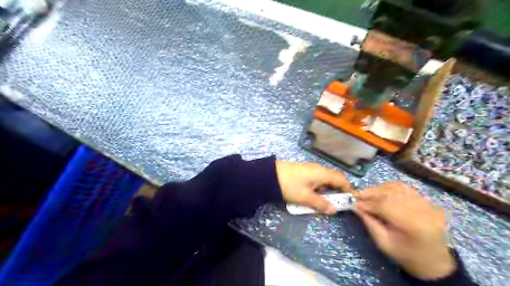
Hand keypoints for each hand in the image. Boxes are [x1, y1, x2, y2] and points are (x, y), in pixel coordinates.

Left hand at [275, 160, 354, 214]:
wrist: (269, 175)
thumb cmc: (290, 186)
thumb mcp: (305, 197)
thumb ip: (321, 204)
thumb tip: (334, 210)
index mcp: (323, 173)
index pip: (342, 180)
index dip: (348, 190)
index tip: (350, 201)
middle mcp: (319, 169)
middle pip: (334, 179)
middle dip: (337, 192)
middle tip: (335, 204)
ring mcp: (310, 169)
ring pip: (324, 180)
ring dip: (326, 191)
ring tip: (322, 202)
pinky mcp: (303, 172)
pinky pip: (316, 180)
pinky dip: (318, 188)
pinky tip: (312, 196)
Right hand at [353, 183, 456, 279]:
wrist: (434, 262)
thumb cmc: (406, 256)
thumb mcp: (383, 243)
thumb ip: (369, 222)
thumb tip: (356, 205)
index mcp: (413, 225)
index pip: (386, 205)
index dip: (367, 202)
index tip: (353, 202)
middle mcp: (423, 210)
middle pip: (391, 193)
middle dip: (371, 193)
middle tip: (357, 195)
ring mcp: (428, 204)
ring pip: (398, 187)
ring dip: (379, 188)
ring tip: (367, 193)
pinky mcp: (428, 201)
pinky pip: (406, 189)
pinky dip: (390, 188)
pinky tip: (381, 192)